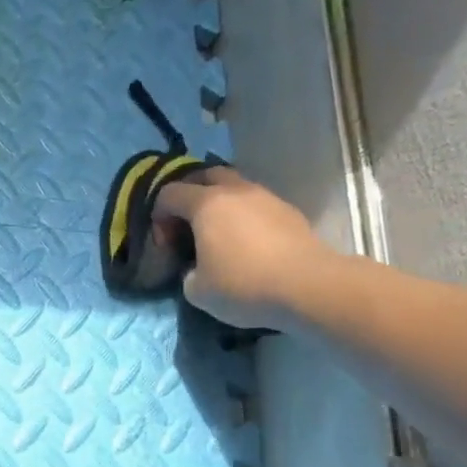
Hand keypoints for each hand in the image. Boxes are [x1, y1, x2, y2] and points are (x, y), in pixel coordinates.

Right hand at [153, 168, 334, 328]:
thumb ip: (188, 274)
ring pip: (235, 187)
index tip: (166, 244)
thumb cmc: (243, 286)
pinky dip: (245, 216)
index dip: (159, 216)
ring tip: (220, 233)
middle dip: (190, 196)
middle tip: (188, 225)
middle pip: (205, 176)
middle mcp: (235, 191)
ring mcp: (266, 197)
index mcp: (206, 204)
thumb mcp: (197, 291)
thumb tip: (196, 268)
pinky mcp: (288, 211)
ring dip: (221, 204)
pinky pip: (257, 204)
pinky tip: (248, 243)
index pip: (169, 194)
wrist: (308, 286)